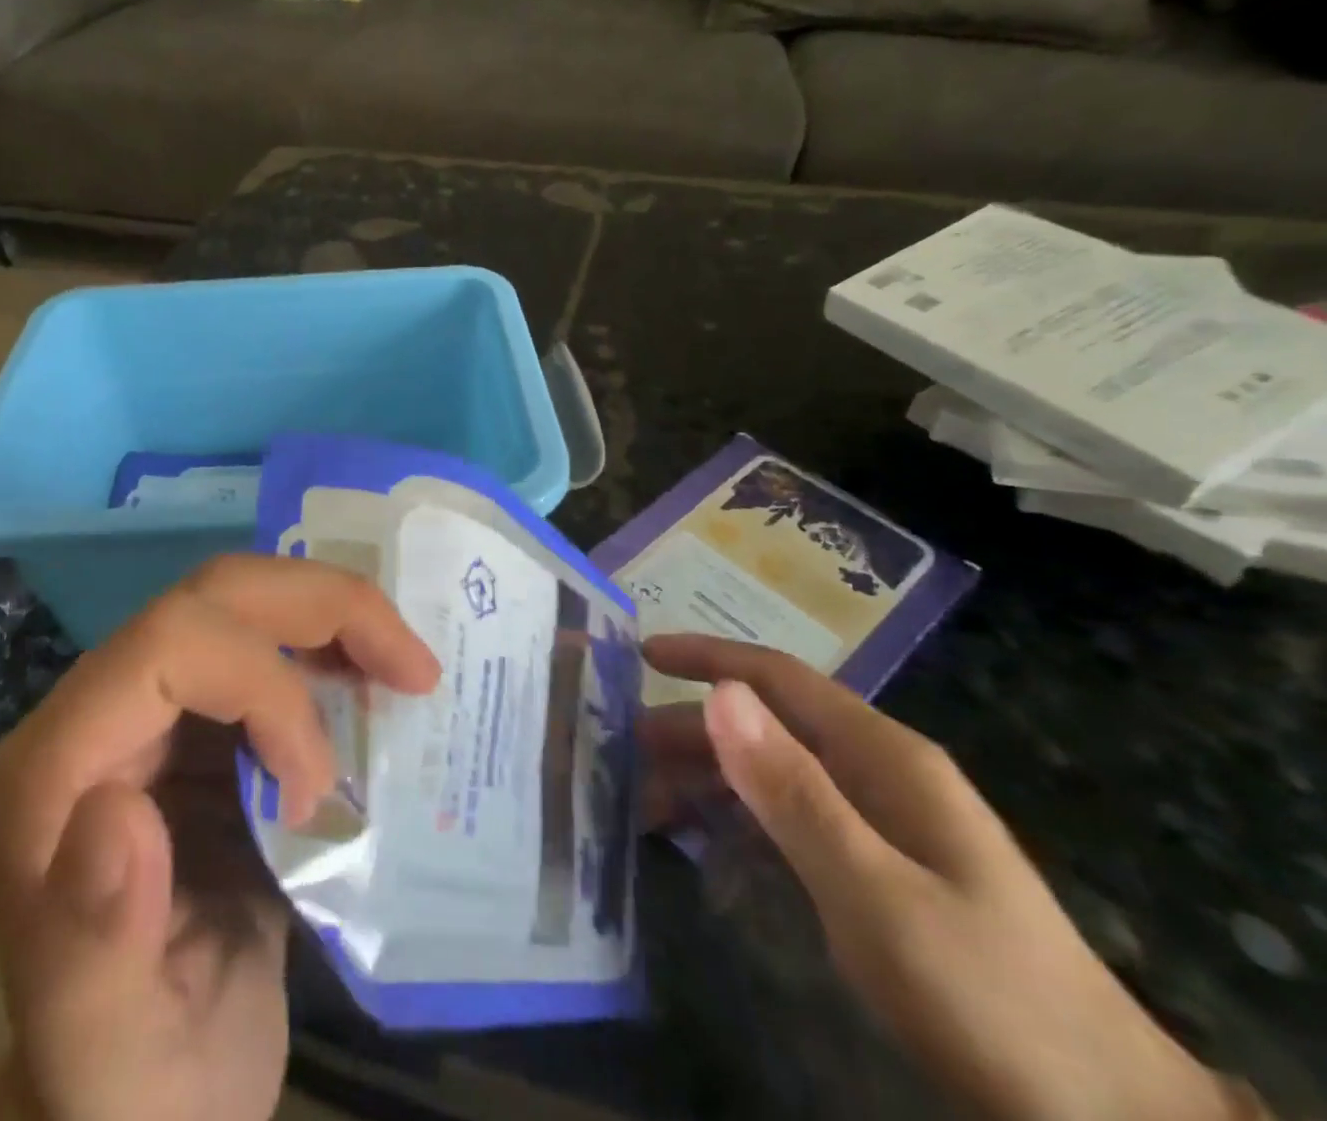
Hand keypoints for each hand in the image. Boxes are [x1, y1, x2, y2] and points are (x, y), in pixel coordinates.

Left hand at [0, 555, 439, 1120]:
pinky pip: (273, 643)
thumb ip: (92, 947)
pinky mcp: (203, 722)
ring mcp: (153, 709)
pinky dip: (335, 648)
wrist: (154, 1091)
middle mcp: (95, 714)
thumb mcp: (110, 1055)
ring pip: (246, 602)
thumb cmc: (131, 1085)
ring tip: (407, 667)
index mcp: (53, 771)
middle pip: (210, 596)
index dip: (265, 687)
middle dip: (319, 608)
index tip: (318, 786)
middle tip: (410, 663)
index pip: (166, 648)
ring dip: (335, 616)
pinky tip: (377, 684)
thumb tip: (118, 808)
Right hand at [639, 635, 1238, 1120]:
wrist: (1107, 1120)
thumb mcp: (875, 892)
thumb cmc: (985, 993)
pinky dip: (736, 820)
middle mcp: (877, 773)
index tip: (641, 655)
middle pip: (766, 725)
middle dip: (691, 731)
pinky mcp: (877, 868)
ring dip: (707, 779)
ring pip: (772, 774)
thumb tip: (720, 694)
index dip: (708, 658)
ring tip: (644, 804)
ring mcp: (880, 822)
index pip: (778, 678)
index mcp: (882, 756)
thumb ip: (794, 792)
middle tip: (622, 750)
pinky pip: (788, 820)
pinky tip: (701, 843)